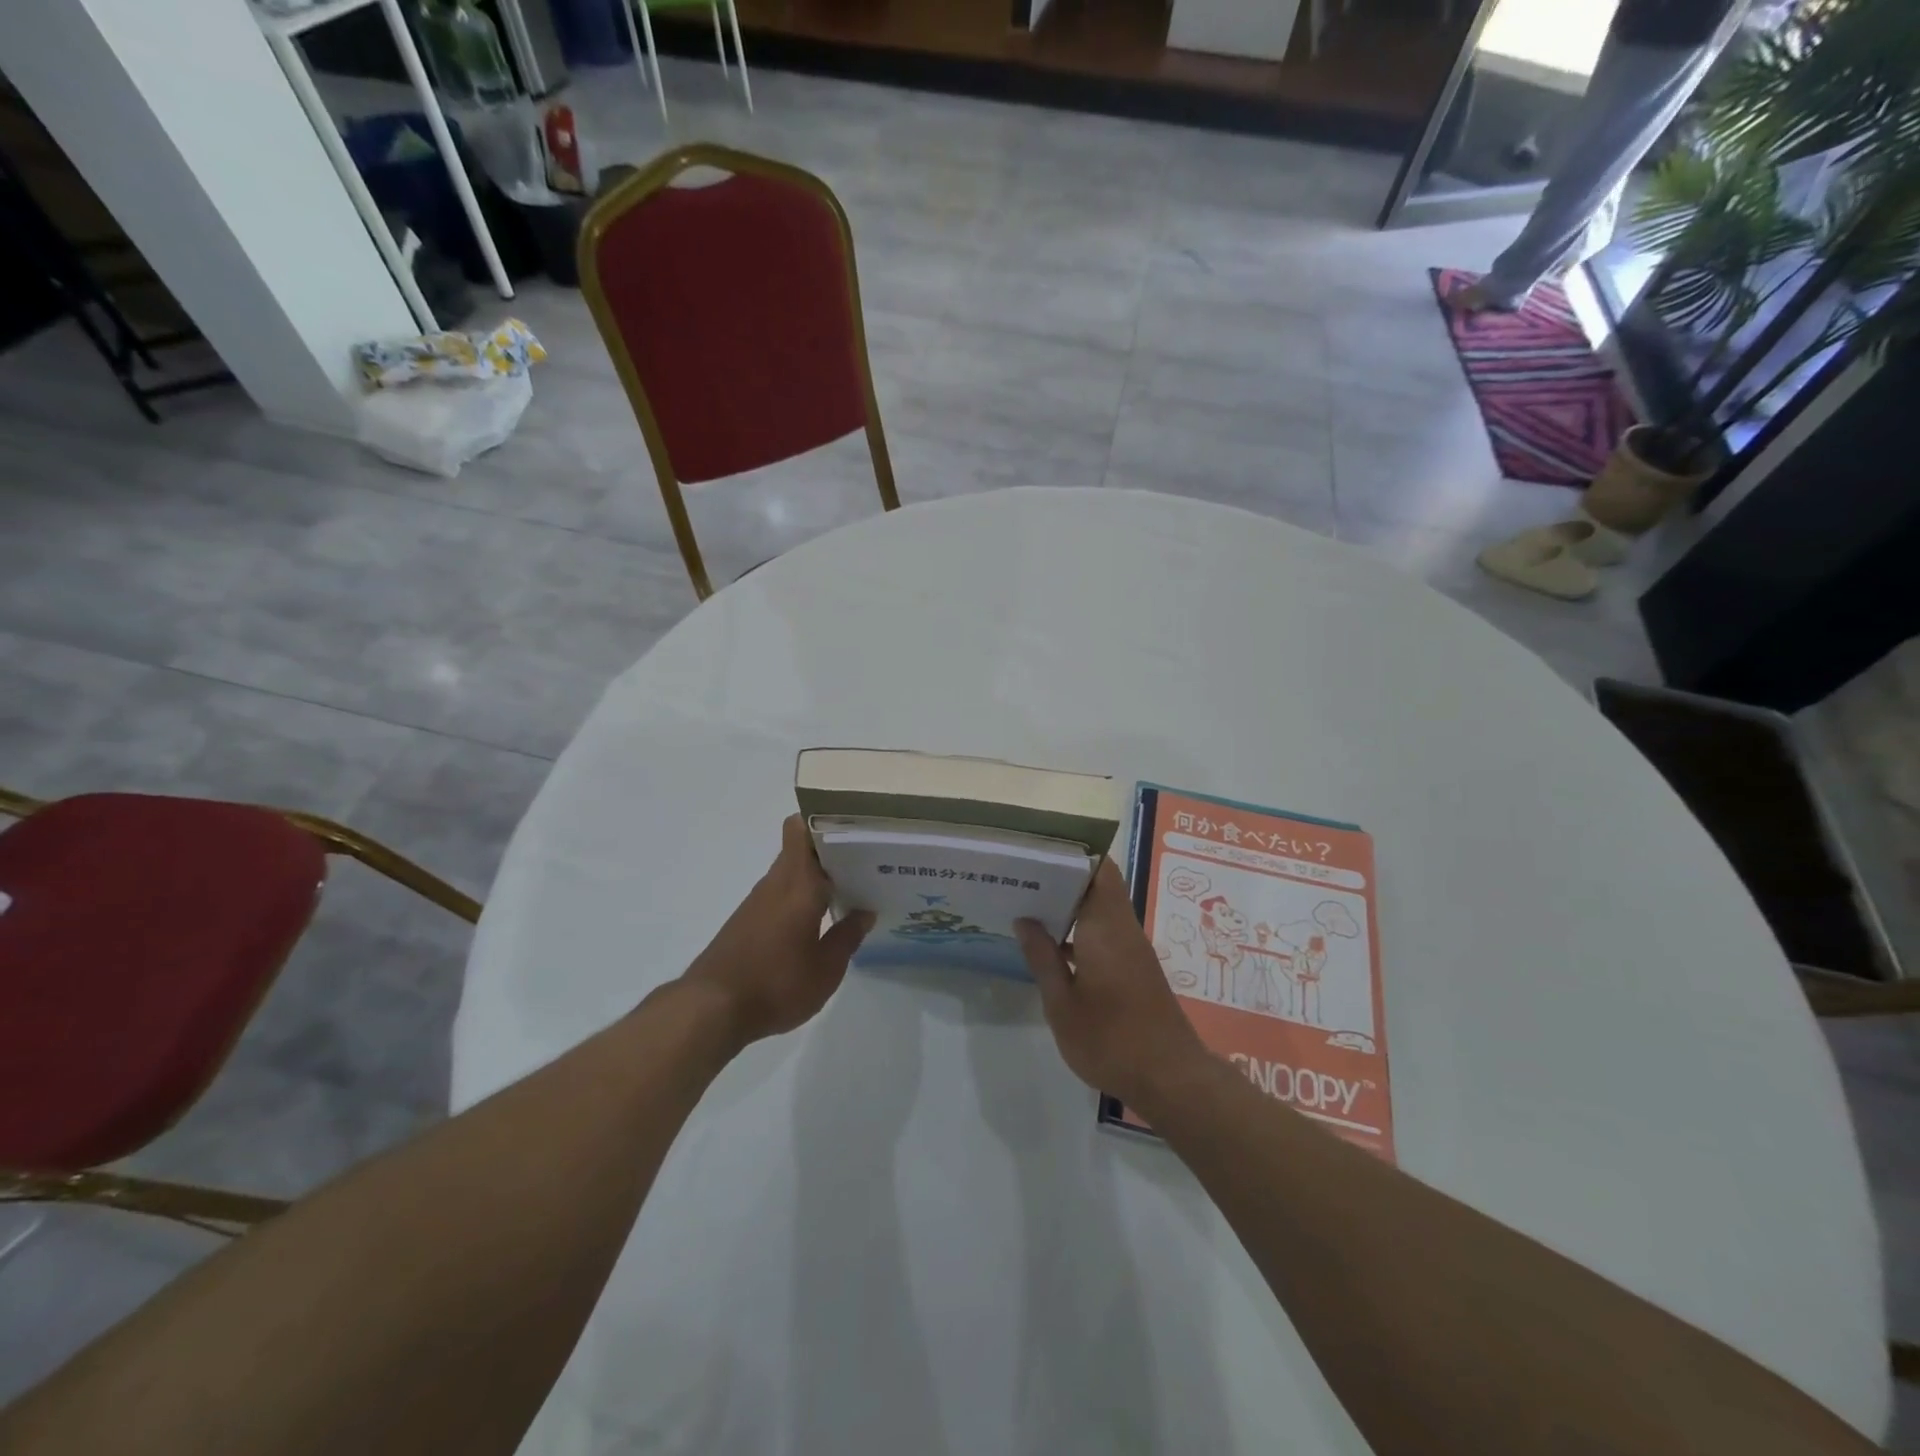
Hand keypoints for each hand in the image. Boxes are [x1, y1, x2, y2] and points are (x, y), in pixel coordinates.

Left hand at [681, 815, 872, 1048]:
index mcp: (798, 884)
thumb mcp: (826, 969)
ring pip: (792, 872)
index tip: (855, 827)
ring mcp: (758, 902)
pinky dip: (801, 899)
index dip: (824, 819)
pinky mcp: (747, 922)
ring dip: (817, 877)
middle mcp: (776, 883)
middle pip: (801, 848)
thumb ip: (848, 937)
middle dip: (831, 851)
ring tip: (851, 890)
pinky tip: (820, 921)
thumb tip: (865, 912)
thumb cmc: (776, 983)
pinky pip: (781, 894)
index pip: (800, 829)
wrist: (710, 1010)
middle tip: (867, 862)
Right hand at [1016, 859, 1206, 1112]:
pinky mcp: (1134, 966)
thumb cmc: (1110, 1040)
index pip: (1097, 869)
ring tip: (1027, 902)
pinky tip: (1050, 942)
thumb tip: (1025, 919)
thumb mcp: (1063, 1004)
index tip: (1037, 849)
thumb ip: (1043, 958)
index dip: (1071, 853)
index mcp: (1105, 927)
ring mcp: (1132, 947)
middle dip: (1063, 875)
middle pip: (1098, 884)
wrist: (1170, 1078)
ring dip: (1070, 902)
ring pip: (1101, 907)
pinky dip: (1080, 927)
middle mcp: (1122, 928)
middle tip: (1021, 875)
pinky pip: (1105, 930)